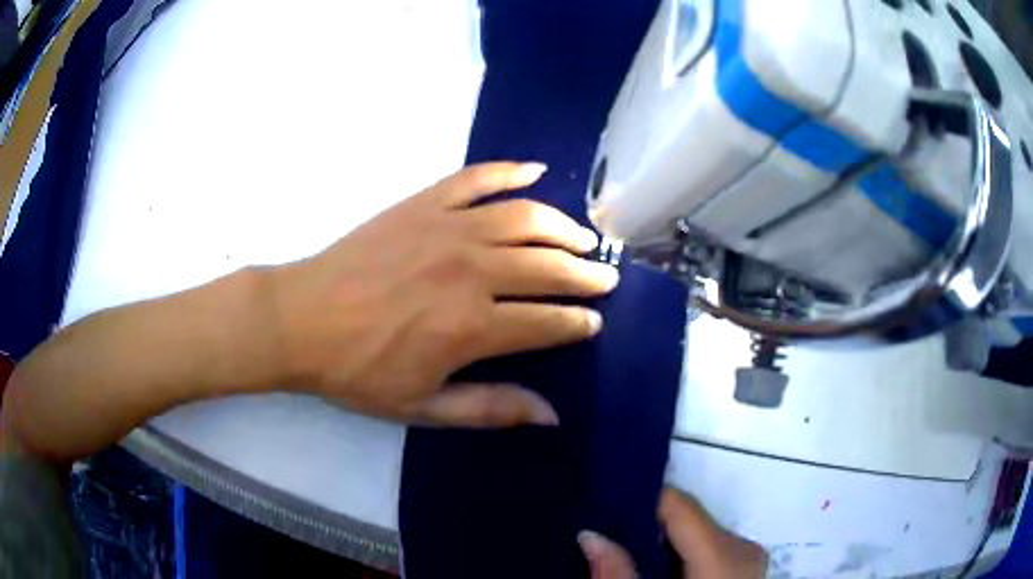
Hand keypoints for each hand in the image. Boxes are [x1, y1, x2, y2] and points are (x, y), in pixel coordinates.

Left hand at [271, 162, 618, 426]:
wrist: (301, 320)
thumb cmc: (358, 370)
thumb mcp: (422, 406)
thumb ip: (490, 408)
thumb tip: (551, 414)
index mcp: (472, 328)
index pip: (548, 322)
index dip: (578, 323)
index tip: (593, 322)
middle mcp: (471, 272)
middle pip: (548, 267)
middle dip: (585, 275)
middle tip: (604, 278)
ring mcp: (448, 229)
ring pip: (526, 219)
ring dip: (563, 228)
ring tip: (583, 238)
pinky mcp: (424, 204)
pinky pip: (477, 179)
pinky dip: (510, 171)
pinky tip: (536, 171)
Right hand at [578, 488, 768, 578]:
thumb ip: (618, 575)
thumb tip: (590, 535)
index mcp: (723, 554)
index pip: (679, 504)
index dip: (639, 500)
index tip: (601, 504)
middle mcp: (743, 546)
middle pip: (688, 518)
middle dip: (647, 526)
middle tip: (607, 535)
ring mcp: (748, 557)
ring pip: (698, 533)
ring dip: (663, 541)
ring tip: (627, 553)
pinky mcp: (745, 567)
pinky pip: (709, 548)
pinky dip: (681, 553)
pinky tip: (659, 570)